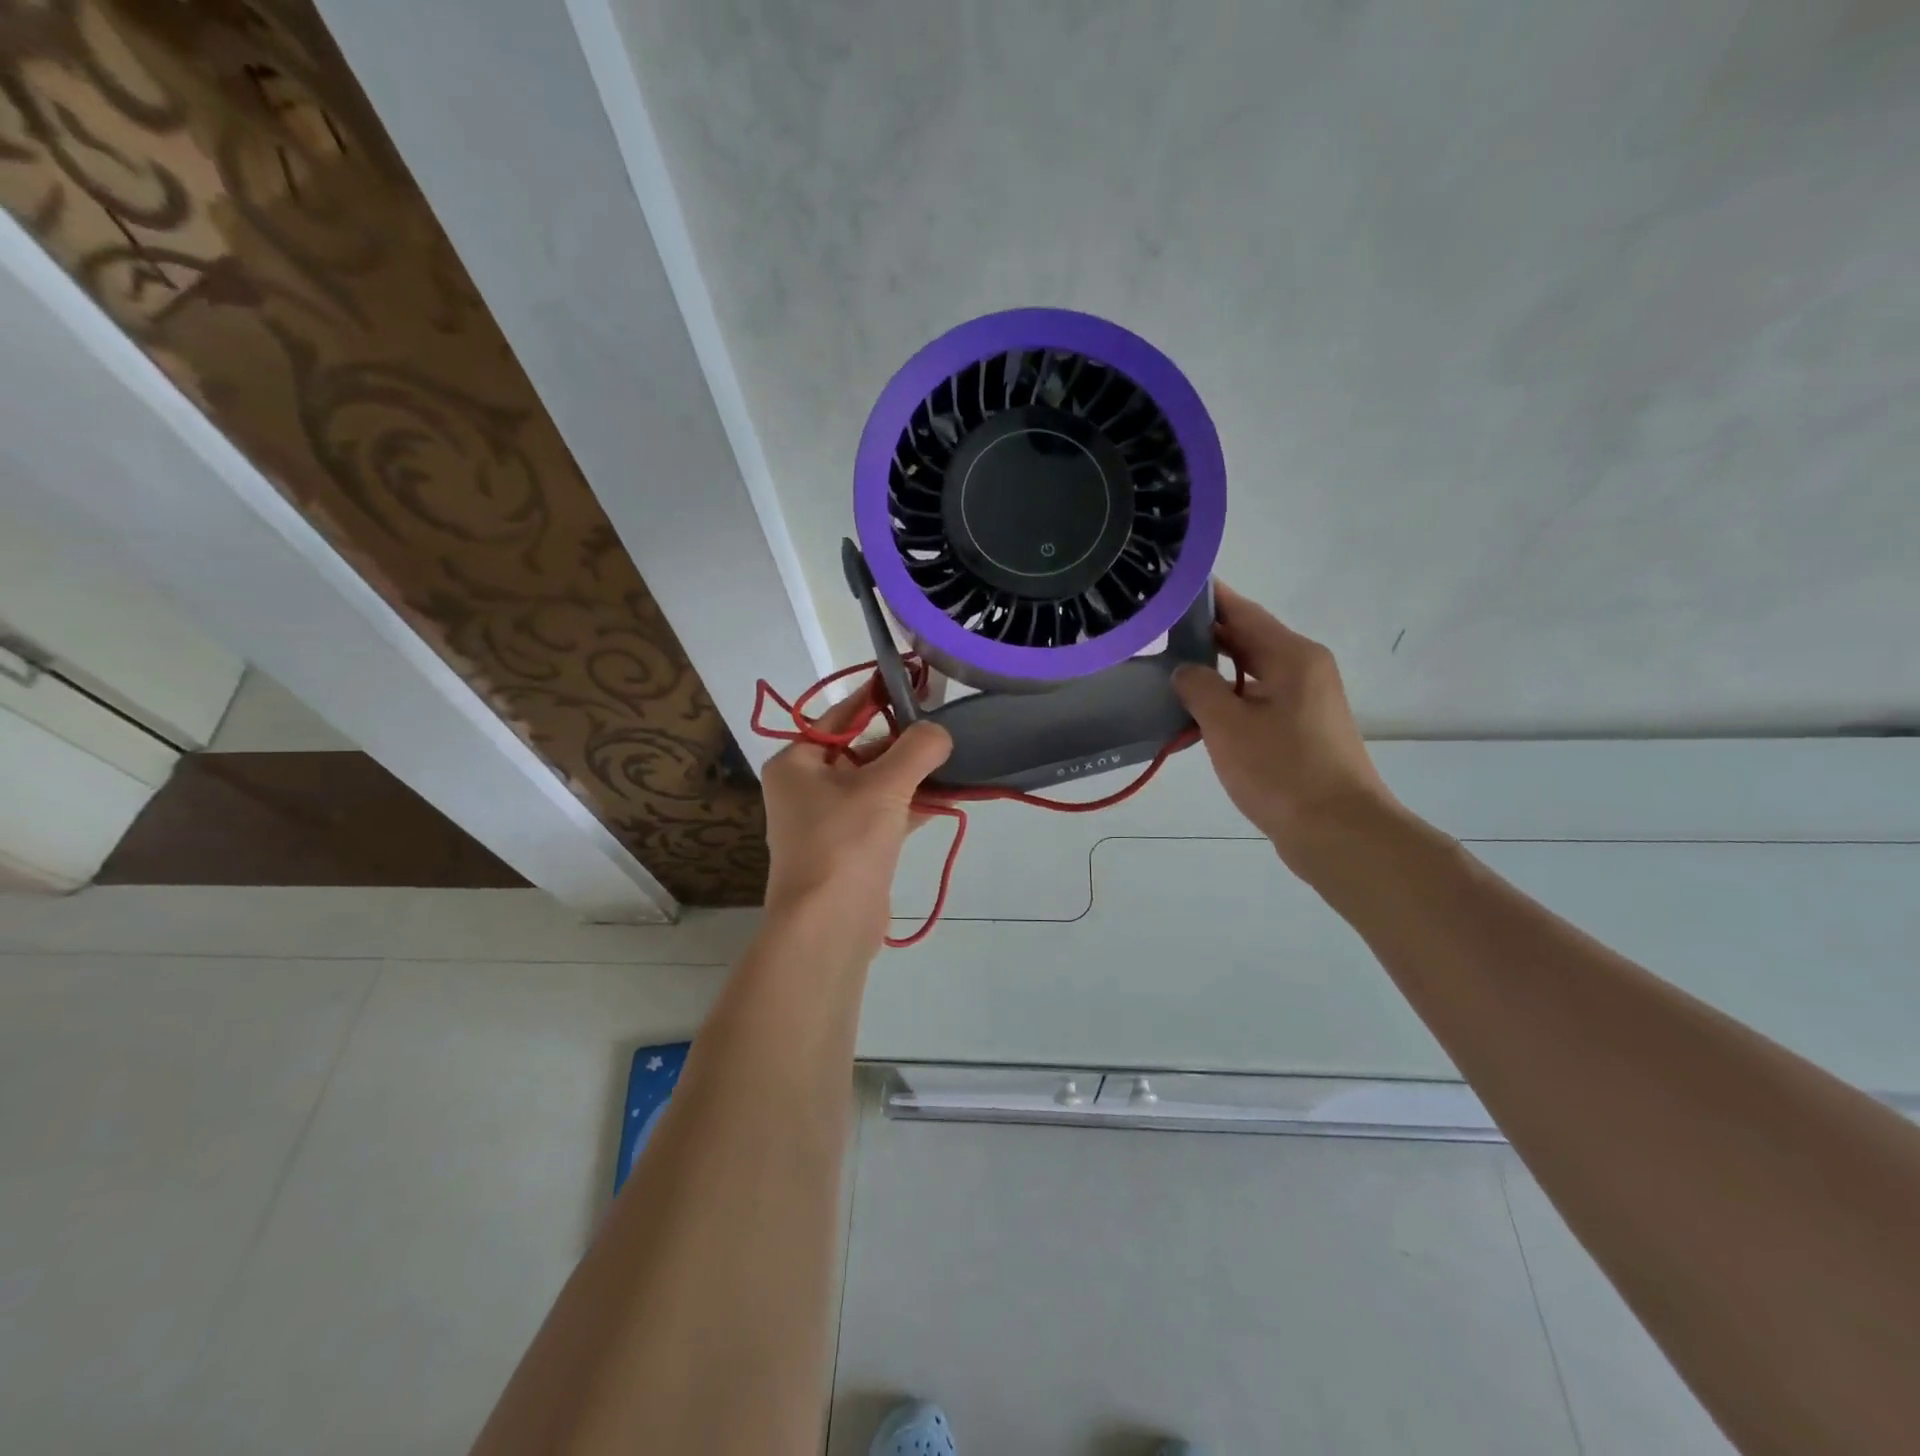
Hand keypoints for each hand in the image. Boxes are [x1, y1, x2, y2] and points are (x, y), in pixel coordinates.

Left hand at [759, 694, 952, 949]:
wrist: (828, 927)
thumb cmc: (845, 842)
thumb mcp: (884, 785)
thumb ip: (917, 749)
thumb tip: (940, 731)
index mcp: (797, 762)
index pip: (843, 715)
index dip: (881, 696)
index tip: (919, 681)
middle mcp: (806, 787)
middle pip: (862, 749)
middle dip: (905, 742)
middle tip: (947, 726)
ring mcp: (828, 820)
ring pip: (877, 784)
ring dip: (913, 775)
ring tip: (956, 759)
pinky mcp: (851, 849)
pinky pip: (884, 814)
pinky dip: (912, 805)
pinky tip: (947, 797)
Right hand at [1173, 583, 1395, 866]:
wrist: (1339, 833)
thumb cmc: (1282, 772)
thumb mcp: (1228, 726)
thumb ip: (1199, 688)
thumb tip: (1186, 671)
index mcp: (1292, 656)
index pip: (1242, 611)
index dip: (1206, 597)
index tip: (1170, 585)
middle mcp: (1304, 669)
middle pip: (1248, 639)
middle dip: (1205, 635)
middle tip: (1156, 631)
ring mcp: (1306, 701)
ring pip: (1252, 673)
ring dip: (1214, 671)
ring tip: (1168, 670)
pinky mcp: (1302, 731)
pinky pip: (1258, 701)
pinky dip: (1229, 701)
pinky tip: (1197, 714)